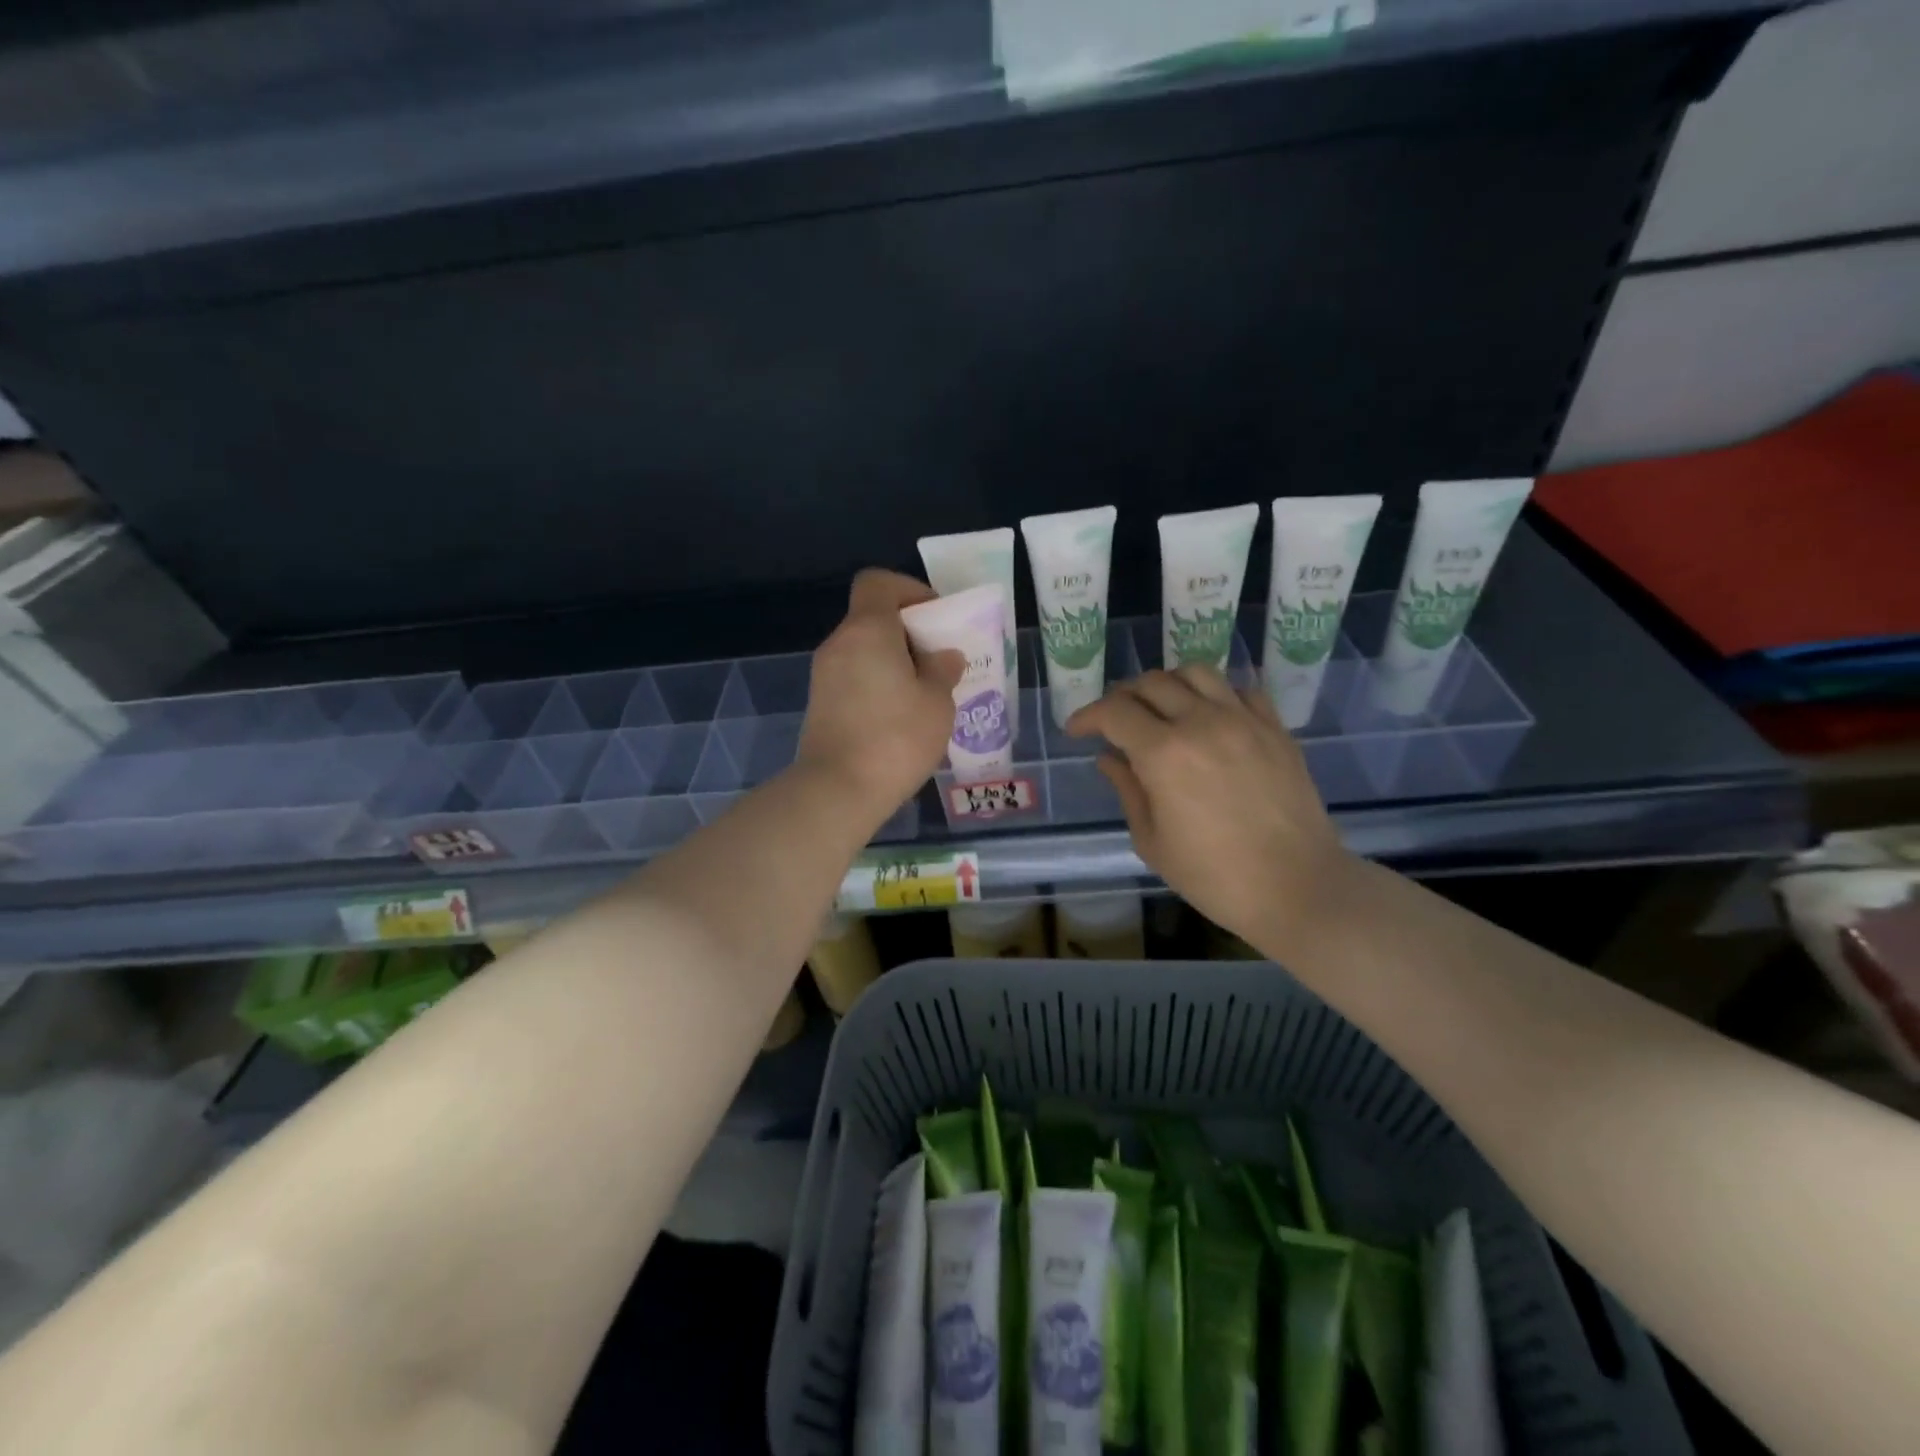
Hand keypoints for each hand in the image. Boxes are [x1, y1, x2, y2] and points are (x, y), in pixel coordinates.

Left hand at [795, 569, 963, 822]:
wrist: (837, 790)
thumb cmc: (896, 738)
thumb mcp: (937, 703)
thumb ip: (943, 670)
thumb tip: (943, 656)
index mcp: (867, 630)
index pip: (878, 582)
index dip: (908, 590)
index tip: (934, 618)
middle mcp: (839, 644)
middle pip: (872, 618)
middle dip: (908, 633)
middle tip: (938, 662)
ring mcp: (824, 675)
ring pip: (863, 651)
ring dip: (893, 662)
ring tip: (924, 695)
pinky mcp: (820, 704)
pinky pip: (854, 678)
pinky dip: (876, 684)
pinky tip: (900, 718)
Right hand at [1066, 666, 1352, 951]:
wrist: (1297, 888)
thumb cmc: (1214, 876)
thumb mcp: (1152, 841)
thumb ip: (1127, 790)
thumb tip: (1109, 758)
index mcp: (1163, 754)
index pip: (1114, 712)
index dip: (1087, 716)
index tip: (1077, 731)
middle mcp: (1201, 722)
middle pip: (1151, 683)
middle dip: (1122, 697)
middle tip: (1114, 721)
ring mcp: (1243, 720)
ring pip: (1195, 673)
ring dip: (1167, 684)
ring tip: (1160, 707)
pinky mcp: (1275, 729)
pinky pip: (1240, 690)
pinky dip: (1215, 694)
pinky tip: (1209, 716)